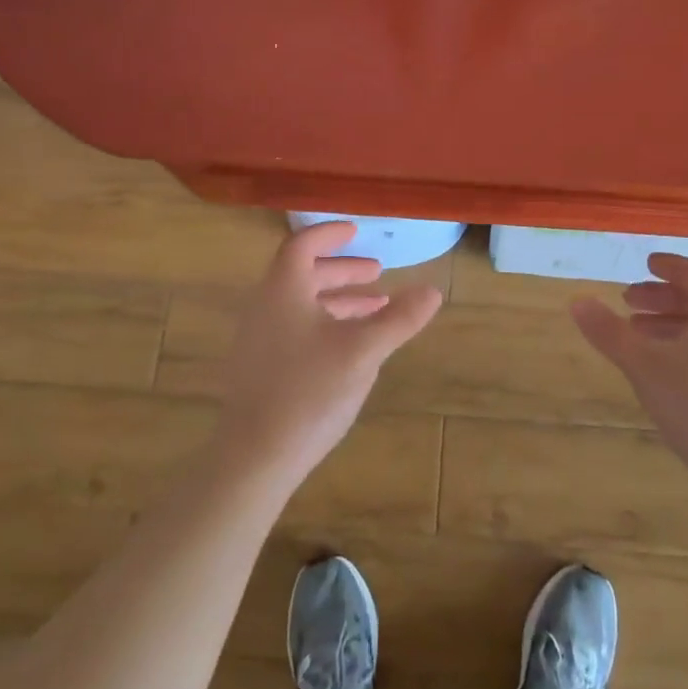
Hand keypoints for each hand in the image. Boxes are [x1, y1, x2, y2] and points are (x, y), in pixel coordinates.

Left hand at [212, 221, 443, 488]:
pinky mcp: (258, 368)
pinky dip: (324, 324)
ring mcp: (257, 339)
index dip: (330, 234)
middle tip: (377, 273)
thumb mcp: (363, 351)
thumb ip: (399, 318)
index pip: (303, 245)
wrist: (254, 458)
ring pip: (300, 304)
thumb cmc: (310, 392)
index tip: (356, 231)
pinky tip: (349, 348)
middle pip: (303, 274)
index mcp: (283, 290)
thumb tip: (432, 291)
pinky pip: (294, 328)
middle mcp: (264, 306)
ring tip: (375, 309)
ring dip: (338, 299)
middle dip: (342, 270)